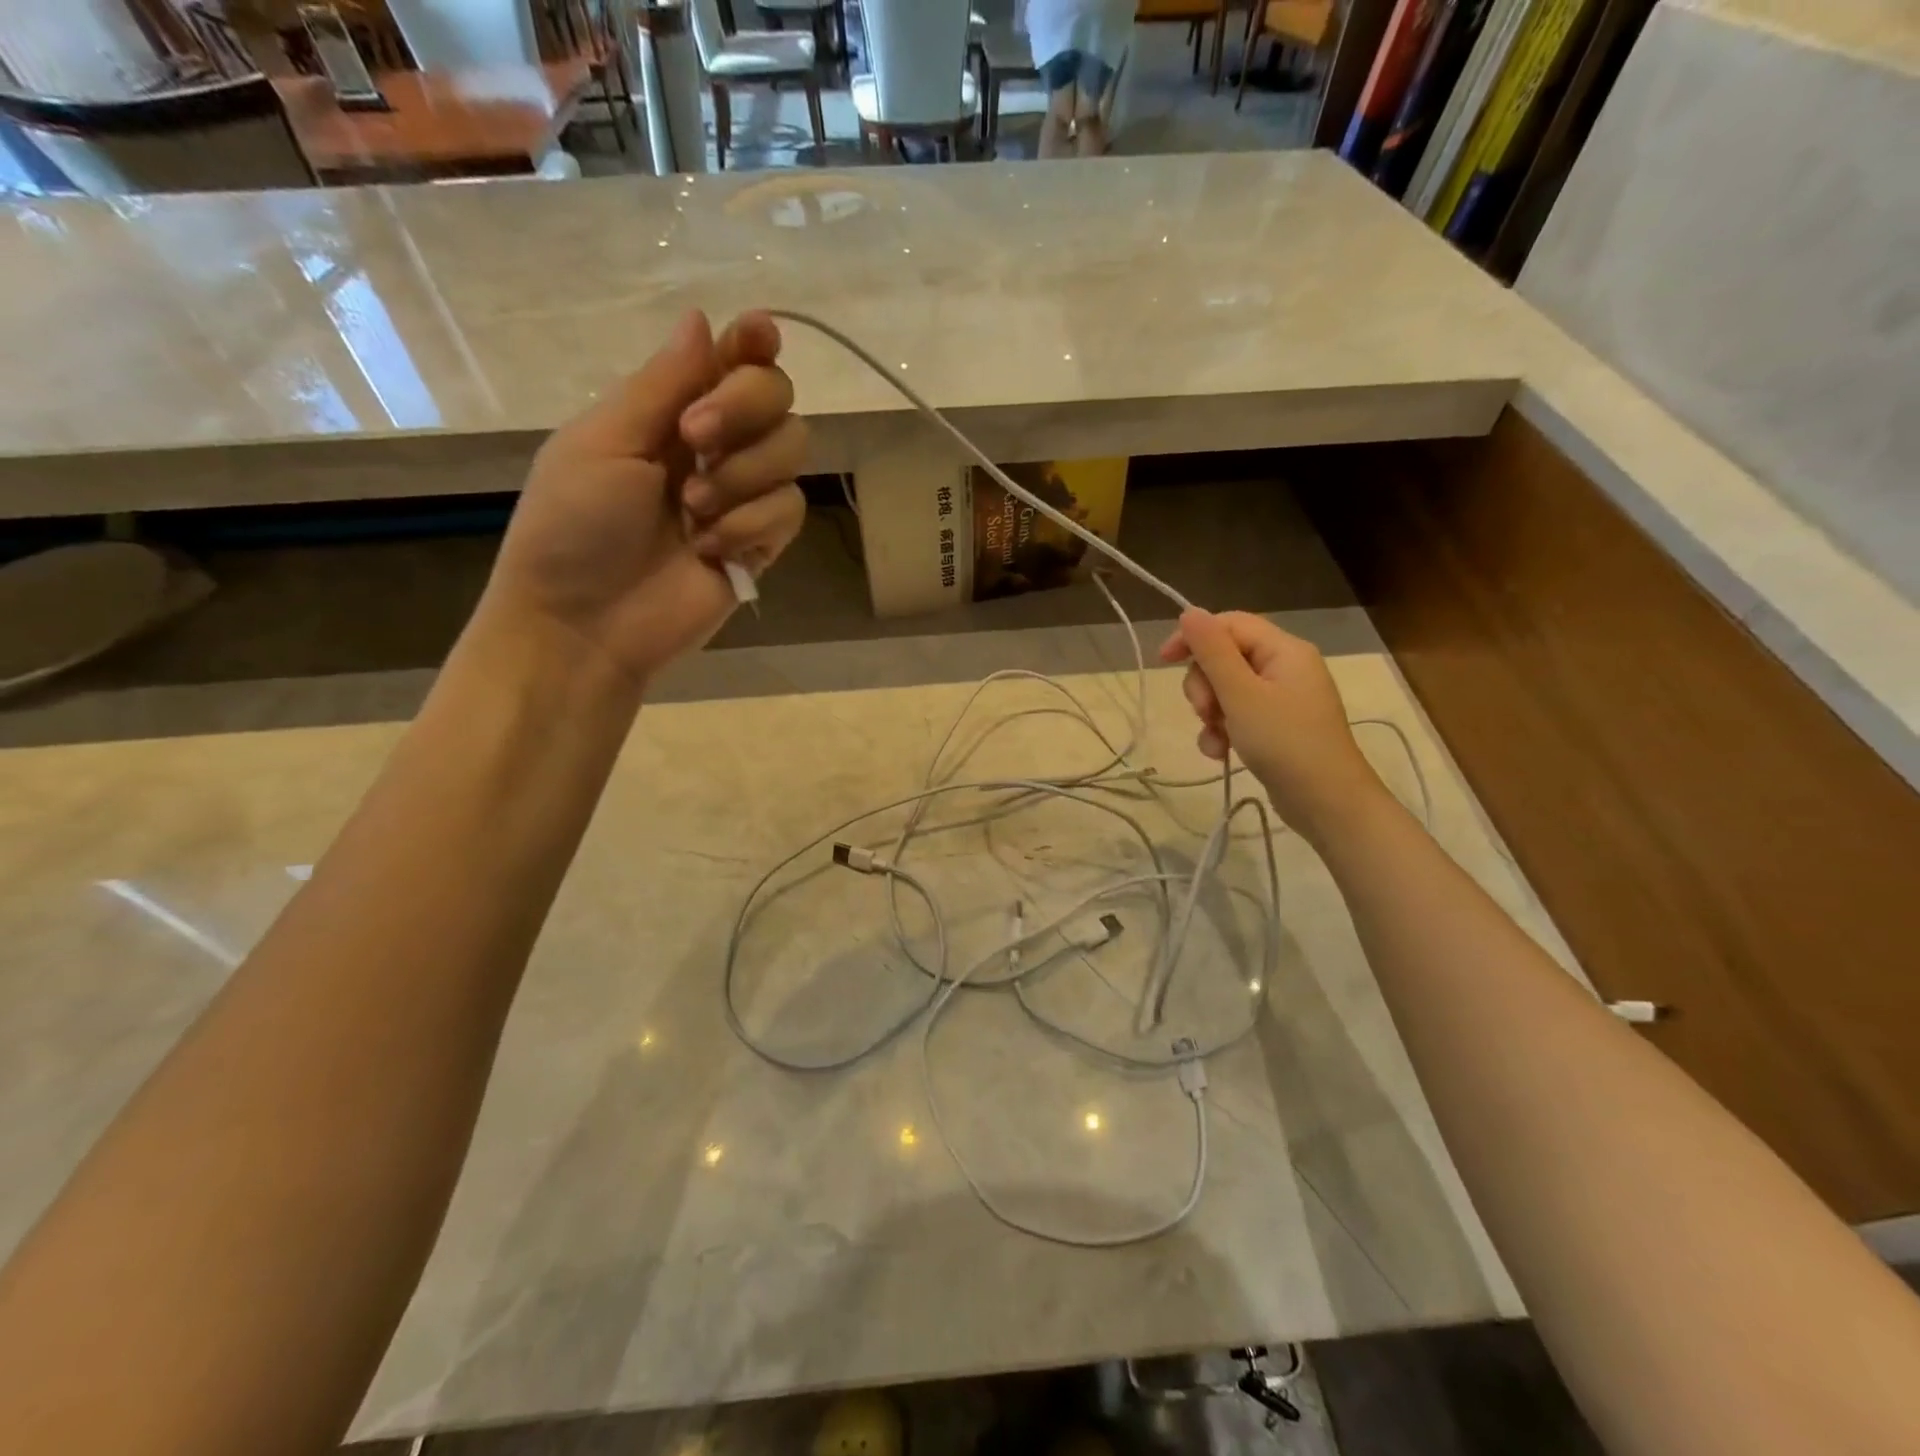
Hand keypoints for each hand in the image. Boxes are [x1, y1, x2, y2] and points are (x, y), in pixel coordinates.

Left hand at [478, 309, 807, 686]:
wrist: (586, 623)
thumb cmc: (573, 527)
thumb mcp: (603, 443)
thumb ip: (660, 385)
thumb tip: (702, 318)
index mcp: (668, 413)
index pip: (729, 360)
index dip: (752, 343)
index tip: (760, 334)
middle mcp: (715, 447)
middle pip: (776, 396)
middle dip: (744, 408)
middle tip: (695, 439)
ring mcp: (742, 497)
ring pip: (793, 451)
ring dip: (744, 473)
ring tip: (693, 509)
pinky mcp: (762, 545)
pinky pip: (790, 509)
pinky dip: (753, 524)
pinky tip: (710, 549)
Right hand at [1159, 609, 1386, 845]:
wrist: (1327, 803)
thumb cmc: (1285, 743)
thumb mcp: (1241, 695)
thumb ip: (1213, 652)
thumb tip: (1190, 612)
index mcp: (1284, 650)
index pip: (1229, 624)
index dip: (1194, 638)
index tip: (1163, 661)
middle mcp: (1285, 667)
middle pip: (1224, 657)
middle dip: (1204, 685)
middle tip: (1205, 712)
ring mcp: (1281, 698)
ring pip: (1226, 689)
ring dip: (1210, 713)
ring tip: (1216, 738)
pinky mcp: (1276, 726)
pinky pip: (1237, 715)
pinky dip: (1223, 731)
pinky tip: (1220, 752)